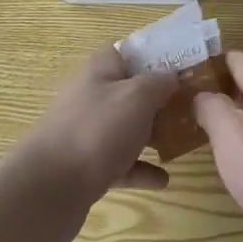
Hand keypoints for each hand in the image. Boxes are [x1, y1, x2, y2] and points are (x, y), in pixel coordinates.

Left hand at [0, 46, 178, 241]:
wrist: (48, 191)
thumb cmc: (96, 132)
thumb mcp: (136, 96)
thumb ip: (159, 82)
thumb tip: (172, 76)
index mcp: (100, 70)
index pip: (130, 50)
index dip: (157, 53)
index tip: (187, 64)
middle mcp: (92, 96)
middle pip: (131, 89)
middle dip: (161, 97)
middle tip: (195, 105)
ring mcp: (88, 133)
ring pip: (127, 127)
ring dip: (153, 133)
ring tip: (183, 140)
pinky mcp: (87, 168)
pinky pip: (121, 163)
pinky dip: (141, 169)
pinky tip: (164, 179)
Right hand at [194, 51, 242, 241]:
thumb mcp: (228, 131)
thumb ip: (210, 105)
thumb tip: (202, 96)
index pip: (238, 58)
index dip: (211, 62)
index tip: (184, 74)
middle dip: (220, 90)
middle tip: (188, 105)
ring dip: (234, 117)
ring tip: (204, 132)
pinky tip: (234, 161)